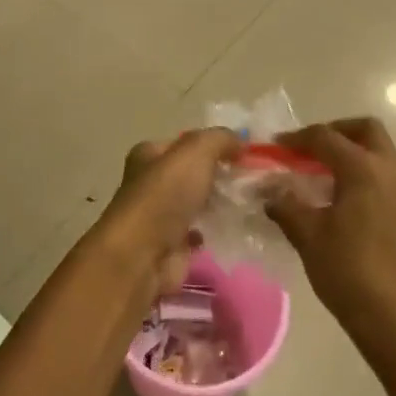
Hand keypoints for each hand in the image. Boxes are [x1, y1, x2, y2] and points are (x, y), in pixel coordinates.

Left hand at [92, 129, 239, 299]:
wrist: (144, 255)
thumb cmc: (165, 195)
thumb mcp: (196, 151)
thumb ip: (220, 139)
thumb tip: (241, 141)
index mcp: (148, 155)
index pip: (183, 144)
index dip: (211, 145)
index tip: (242, 152)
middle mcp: (150, 183)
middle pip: (190, 174)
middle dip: (217, 175)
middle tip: (251, 179)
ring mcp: (159, 216)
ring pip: (195, 203)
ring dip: (218, 203)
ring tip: (250, 201)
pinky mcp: (170, 246)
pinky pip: (198, 231)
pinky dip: (213, 229)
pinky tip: (234, 227)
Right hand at [266, 119, 395, 347]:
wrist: (395, 317)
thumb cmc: (348, 270)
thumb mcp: (307, 234)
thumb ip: (285, 203)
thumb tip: (269, 189)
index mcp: (364, 168)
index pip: (326, 137)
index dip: (297, 139)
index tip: (275, 147)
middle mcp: (391, 169)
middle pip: (365, 130)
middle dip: (335, 132)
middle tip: (307, 149)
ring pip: (379, 151)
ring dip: (351, 152)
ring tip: (319, 174)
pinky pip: (385, 173)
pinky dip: (363, 171)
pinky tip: (340, 197)